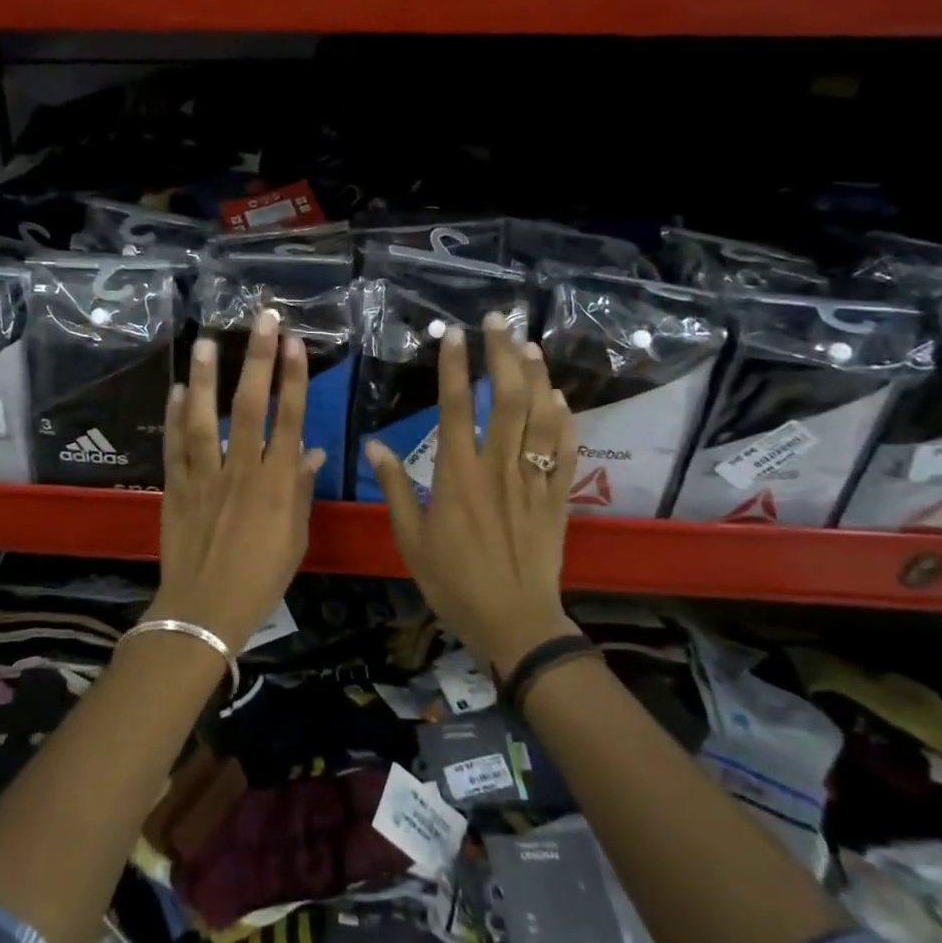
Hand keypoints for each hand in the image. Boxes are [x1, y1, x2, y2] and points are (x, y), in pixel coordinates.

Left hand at [155, 310, 324, 652]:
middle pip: (250, 407)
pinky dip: (174, 417)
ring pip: (204, 419)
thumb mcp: (294, 538)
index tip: (295, 342)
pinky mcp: (176, 487)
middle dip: (258, 359)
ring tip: (205, 341)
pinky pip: (175, 446)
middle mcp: (241, 471)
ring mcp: (204, 477)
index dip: (294, 378)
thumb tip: (310, 450)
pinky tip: (175, 389)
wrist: (204, 610)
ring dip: (205, 378)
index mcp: (276, 485)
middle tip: (261, 320)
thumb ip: (301, 491)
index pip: (289, 420)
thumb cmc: (260, 579)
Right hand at [364, 314, 577, 674]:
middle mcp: (499, 467)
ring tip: (529, 345)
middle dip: (503, 354)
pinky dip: (565, 419)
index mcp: (459, 475)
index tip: (454, 334)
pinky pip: (566, 450)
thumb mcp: (411, 538)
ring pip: (542, 416)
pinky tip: (560, 398)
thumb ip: (396, 488)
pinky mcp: (558, 497)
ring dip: (537, 376)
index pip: (457, 407)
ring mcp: (534, 479)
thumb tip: (374, 445)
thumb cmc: (454, 581)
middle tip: (498, 321)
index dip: (455, 367)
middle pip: (508, 398)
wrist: (514, 621)